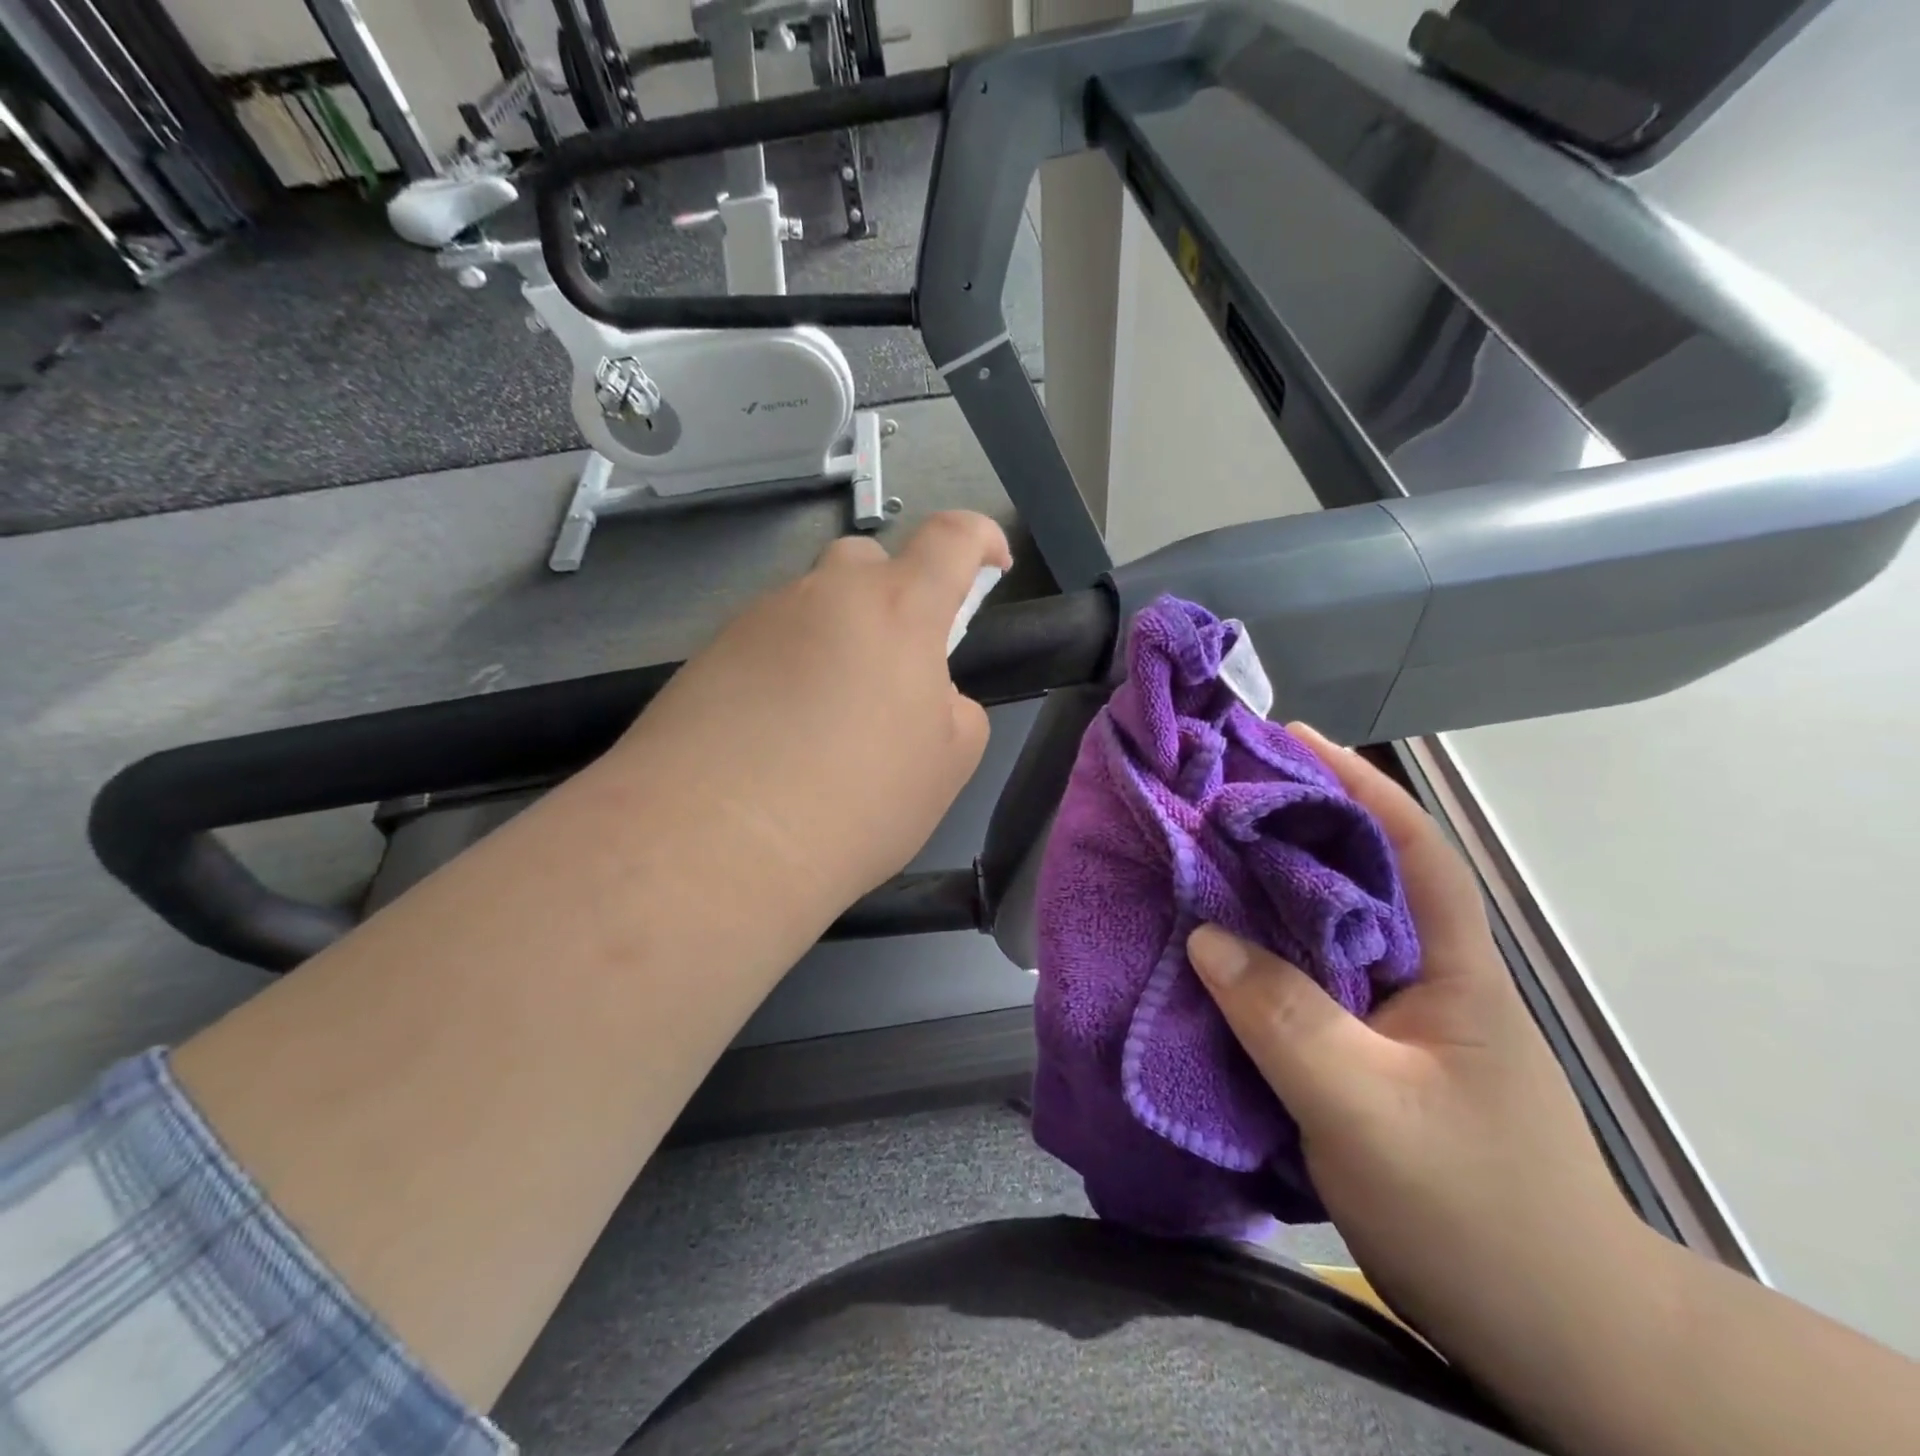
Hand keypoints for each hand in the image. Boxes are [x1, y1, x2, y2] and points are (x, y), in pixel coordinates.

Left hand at [615, 510, 1012, 921]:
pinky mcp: (706, 657)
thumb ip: (954, 708)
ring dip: (834, 642)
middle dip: (893, 595)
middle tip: (893, 665)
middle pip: (866, 562)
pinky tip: (776, 736)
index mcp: (896, 611)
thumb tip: (927, 692)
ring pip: (811, 608)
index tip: (992, 562)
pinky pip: (765, 646)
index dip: (980, 538)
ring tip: (826, 722)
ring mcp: (756, 622)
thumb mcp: (947, 763)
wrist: (715, 845)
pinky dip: (786, 672)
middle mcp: (822, 597)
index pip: (950, 539)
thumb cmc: (857, 803)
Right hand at [1186, 725, 1655, 1385]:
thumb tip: (1202, 935)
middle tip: (1212, 791)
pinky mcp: (1361, 1050)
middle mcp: (1419, 972)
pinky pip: (1298, 978)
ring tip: (1195, 853)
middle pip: (1352, 874)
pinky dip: (1255, 951)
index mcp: (1448, 964)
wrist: (1546, 1331)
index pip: (1408, 845)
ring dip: (1262, 887)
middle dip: (1288, 823)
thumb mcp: (1369, 1110)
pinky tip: (1209, 946)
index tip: (1286, 738)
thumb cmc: (1475, 1211)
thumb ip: (1285, 1018)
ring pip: (1318, 927)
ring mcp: (1391, 1013)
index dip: (1353, 782)